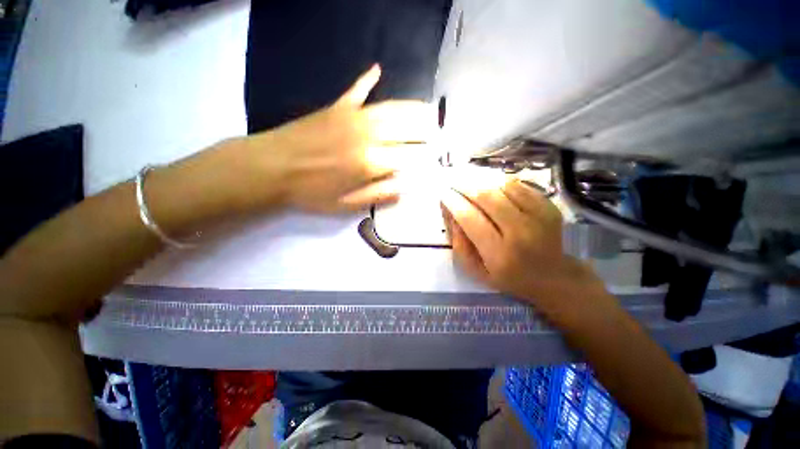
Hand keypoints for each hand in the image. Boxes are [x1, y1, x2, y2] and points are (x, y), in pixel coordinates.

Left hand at [240, 64, 436, 212]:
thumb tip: (405, 188)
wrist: (271, 167)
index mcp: (371, 162)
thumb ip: (378, 195)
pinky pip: (357, 90)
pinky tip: (378, 70)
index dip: (426, 158)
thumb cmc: (311, 192)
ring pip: (391, 108)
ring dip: (412, 108)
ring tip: (428, 109)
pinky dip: (367, 80)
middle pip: (406, 127)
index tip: (438, 158)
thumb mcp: (346, 204)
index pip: (409, 157)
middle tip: (441, 131)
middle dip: (427, 129)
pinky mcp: (336, 107)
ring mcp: (352, 117)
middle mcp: (368, 135)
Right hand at [441, 179, 604, 306]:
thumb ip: (460, 244)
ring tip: (470, 181)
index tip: (443, 194)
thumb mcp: (476, 270)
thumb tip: (451, 214)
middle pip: (487, 198)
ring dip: (482, 181)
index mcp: (499, 253)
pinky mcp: (549, 207)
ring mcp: (539, 217)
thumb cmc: (507, 276)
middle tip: (453, 182)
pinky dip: (501, 183)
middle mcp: (520, 233)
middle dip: (465, 186)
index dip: (454, 203)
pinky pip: (519, 186)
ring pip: (503, 187)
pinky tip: (492, 186)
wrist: (551, 277)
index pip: (470, 219)